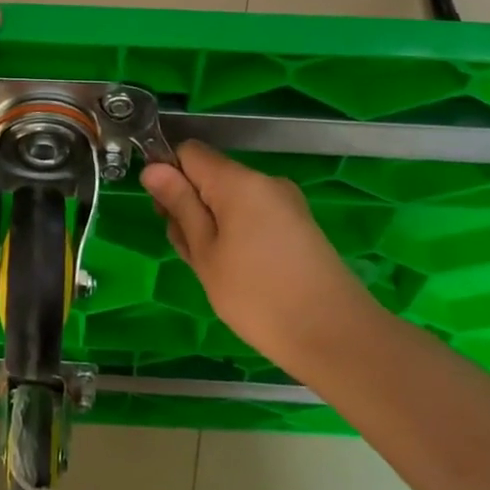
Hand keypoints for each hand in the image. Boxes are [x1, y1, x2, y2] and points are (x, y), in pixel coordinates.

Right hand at [141, 141, 384, 380]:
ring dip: (212, 225)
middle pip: (210, 176)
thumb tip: (153, 167)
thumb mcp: (205, 253)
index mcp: (238, 181)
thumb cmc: (258, 296)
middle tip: (191, 253)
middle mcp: (265, 181)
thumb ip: (180, 205)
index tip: (165, 214)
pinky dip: (237, 235)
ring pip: (231, 200)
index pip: (189, 151)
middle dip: (191, 206)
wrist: (337, 337)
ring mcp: (286, 203)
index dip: (170, 175)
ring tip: (215, 271)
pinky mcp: (299, 226)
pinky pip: (254, 215)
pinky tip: (240, 274)